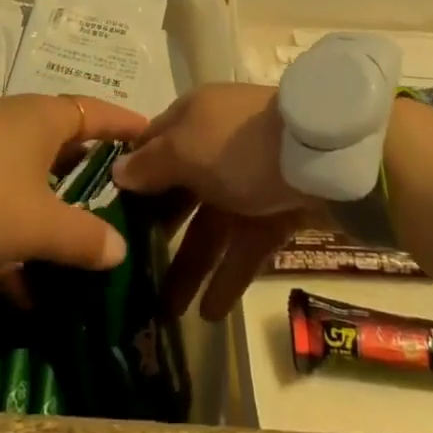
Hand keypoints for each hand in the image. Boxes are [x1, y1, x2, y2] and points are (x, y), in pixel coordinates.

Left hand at [0, 93, 148, 278]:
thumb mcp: (39, 224)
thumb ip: (83, 237)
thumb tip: (119, 250)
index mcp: (44, 118)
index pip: (96, 112)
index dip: (124, 124)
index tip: (150, 133)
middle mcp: (17, 121)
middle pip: (64, 141)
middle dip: (89, 169)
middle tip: (120, 193)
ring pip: (31, 174)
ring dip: (52, 207)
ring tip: (77, 243)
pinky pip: (1, 198)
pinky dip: (15, 232)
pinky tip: (22, 287)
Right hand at [111, 83, 318, 320]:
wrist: (324, 155)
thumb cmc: (240, 146)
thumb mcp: (185, 149)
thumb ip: (150, 165)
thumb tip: (118, 173)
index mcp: (191, 118)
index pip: (151, 146)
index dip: (130, 178)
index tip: (107, 214)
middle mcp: (216, 145)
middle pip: (179, 190)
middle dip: (157, 231)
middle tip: (134, 272)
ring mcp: (249, 178)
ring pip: (211, 225)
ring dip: (190, 265)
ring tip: (168, 312)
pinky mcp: (278, 208)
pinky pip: (245, 245)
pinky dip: (228, 276)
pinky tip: (209, 314)